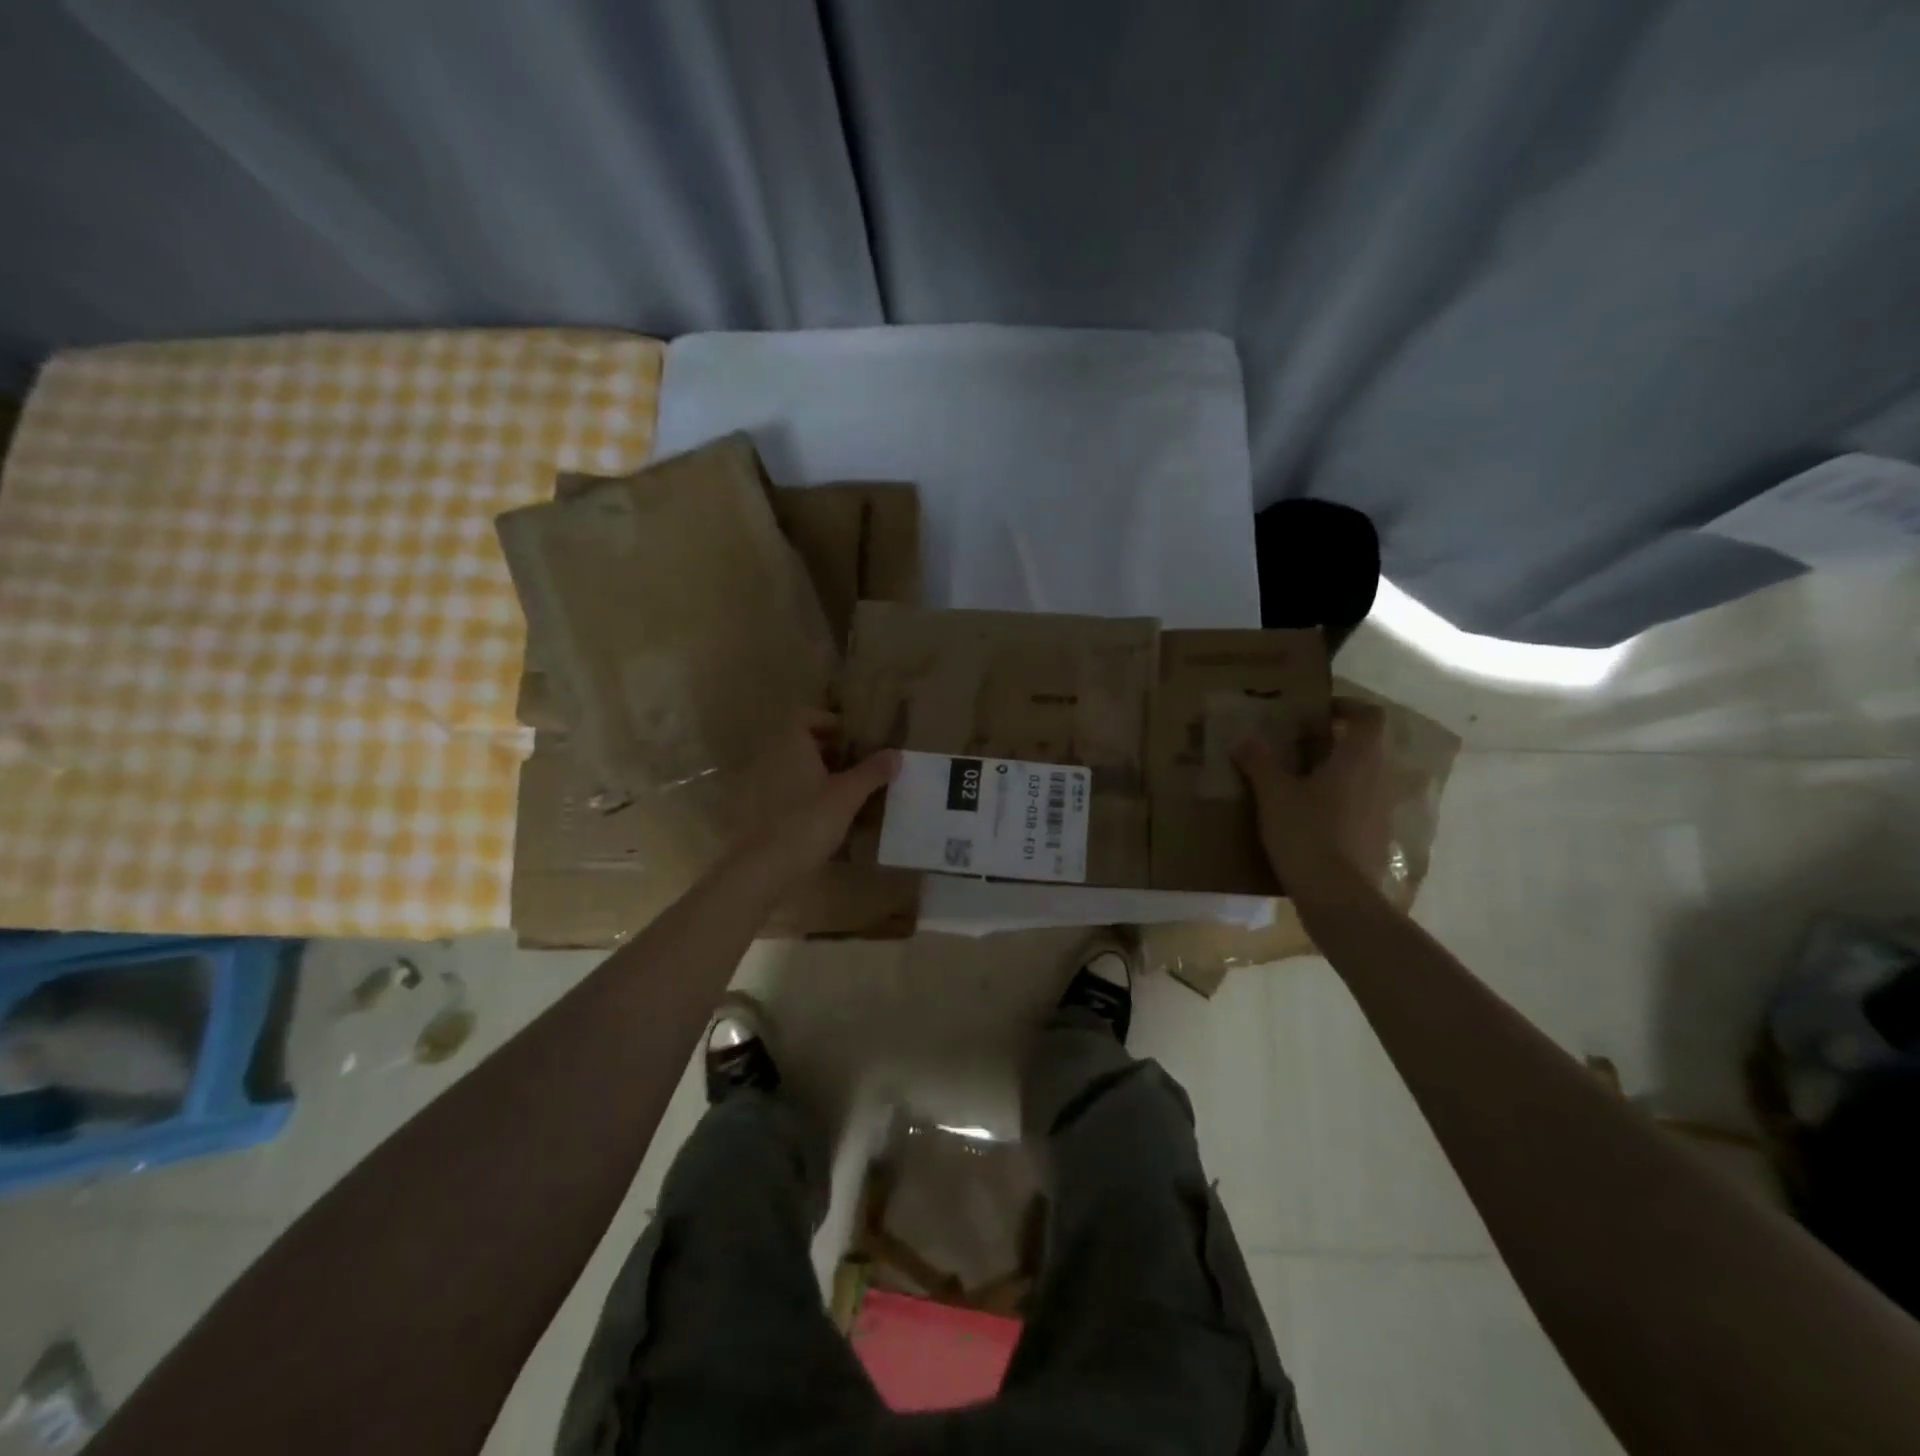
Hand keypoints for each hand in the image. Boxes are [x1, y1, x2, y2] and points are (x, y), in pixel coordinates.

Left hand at [732, 711, 899, 883]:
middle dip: (831, 750)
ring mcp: (766, 787)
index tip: (853, 737)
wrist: (766, 867)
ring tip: (851, 791)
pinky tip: (833, 816)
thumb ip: (872, 772)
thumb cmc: (808, 820)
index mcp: (791, 745)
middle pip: (803, 743)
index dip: (829, 721)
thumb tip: (896, 753)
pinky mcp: (766, 813)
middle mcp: (774, 759)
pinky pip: (792, 794)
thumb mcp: (848, 795)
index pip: (805, 716)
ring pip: (798, 770)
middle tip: (859, 764)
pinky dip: (811, 797)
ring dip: (822, 775)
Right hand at [1232, 699, 1390, 889]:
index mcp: (1359, 759)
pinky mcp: (1376, 838)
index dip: (1347, 707)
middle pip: (1365, 747)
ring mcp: (1382, 810)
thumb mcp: (1273, 795)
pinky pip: (1359, 806)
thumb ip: (1259, 762)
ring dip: (1336, 772)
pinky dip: (1338, 801)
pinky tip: (1308, 817)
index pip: (1369, 716)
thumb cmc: (1308, 834)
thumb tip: (1243, 738)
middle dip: (1334, 741)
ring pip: (1362, 777)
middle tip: (1297, 744)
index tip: (1318, 710)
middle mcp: (1379, 778)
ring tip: (1297, 780)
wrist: (1338, 897)